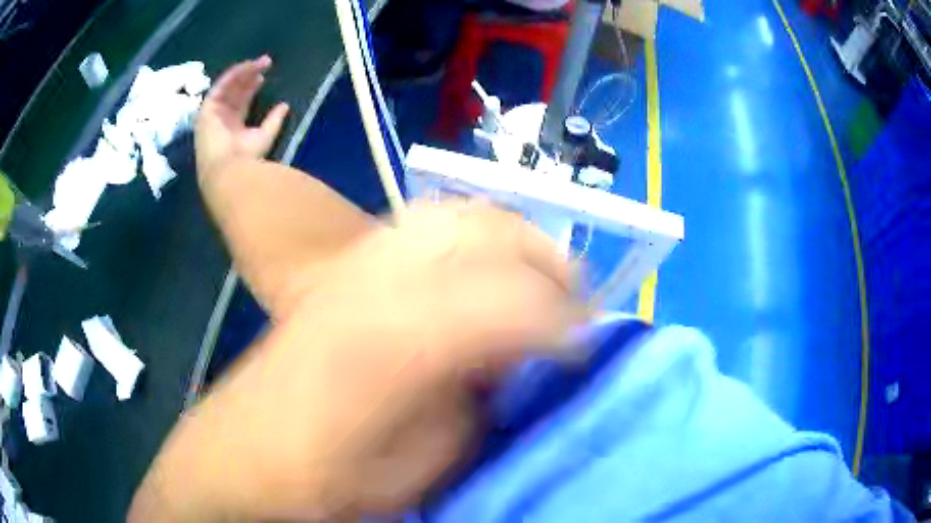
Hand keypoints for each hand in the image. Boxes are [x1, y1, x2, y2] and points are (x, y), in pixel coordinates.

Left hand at [130, 201, 582, 521]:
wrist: (245, 452)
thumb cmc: (327, 475)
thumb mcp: (420, 464)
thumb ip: (477, 401)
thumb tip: (515, 356)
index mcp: (398, 339)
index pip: (511, 301)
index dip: (565, 319)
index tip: (589, 341)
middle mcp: (379, 281)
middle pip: (488, 235)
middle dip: (546, 264)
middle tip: (573, 303)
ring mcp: (357, 265)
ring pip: (459, 216)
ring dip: (511, 240)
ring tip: (535, 277)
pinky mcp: (344, 268)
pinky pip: (426, 223)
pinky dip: (471, 232)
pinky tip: (480, 264)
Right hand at [195, 56, 289, 181]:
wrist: (228, 169)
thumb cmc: (246, 158)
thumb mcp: (265, 136)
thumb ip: (274, 120)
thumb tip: (285, 106)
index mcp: (233, 128)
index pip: (242, 103)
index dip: (251, 88)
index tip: (263, 77)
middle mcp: (221, 120)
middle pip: (235, 92)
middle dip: (249, 76)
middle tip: (266, 63)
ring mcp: (213, 114)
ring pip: (228, 86)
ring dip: (244, 71)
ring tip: (261, 62)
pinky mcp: (206, 109)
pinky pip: (220, 86)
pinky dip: (233, 75)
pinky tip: (247, 66)